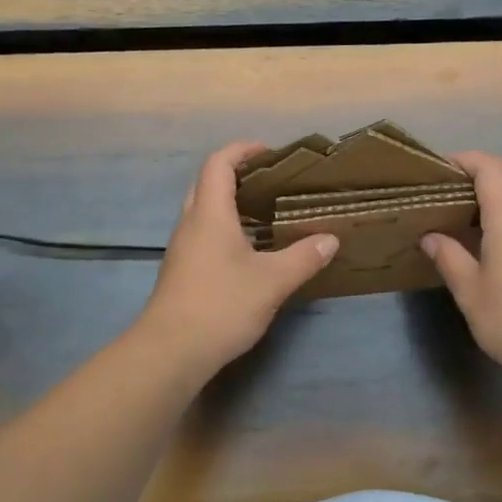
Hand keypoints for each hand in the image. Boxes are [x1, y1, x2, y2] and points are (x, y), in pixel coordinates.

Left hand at [137, 142, 339, 372]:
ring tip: (265, 213)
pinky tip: (249, 250)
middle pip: (207, 183)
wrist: (171, 351)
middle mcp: (190, 224)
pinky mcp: (181, 271)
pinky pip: (202, 235)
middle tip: (270, 182)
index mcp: (210, 214)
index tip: (269, 152)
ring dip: (230, 204)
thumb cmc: (221, 305)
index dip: (241, 150)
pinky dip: (225, 229)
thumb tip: (331, 239)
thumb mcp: (272, 281)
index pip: (218, 163)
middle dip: (236, 174)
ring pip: (203, 211)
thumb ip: (303, 257)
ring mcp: (182, 249)